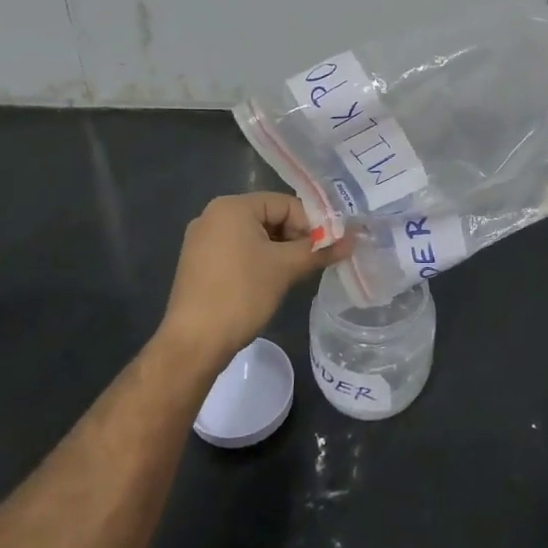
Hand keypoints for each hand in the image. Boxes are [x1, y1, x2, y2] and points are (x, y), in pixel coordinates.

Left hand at [158, 192, 347, 365]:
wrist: (194, 343)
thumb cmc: (241, 294)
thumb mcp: (285, 268)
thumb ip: (319, 250)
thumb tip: (353, 239)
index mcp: (232, 206)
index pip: (285, 204)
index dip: (311, 224)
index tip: (328, 248)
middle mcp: (213, 215)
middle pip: (270, 216)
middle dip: (295, 237)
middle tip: (315, 261)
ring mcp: (202, 239)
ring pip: (255, 235)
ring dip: (280, 251)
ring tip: (296, 273)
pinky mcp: (199, 262)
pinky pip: (238, 250)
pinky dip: (259, 260)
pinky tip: (271, 281)